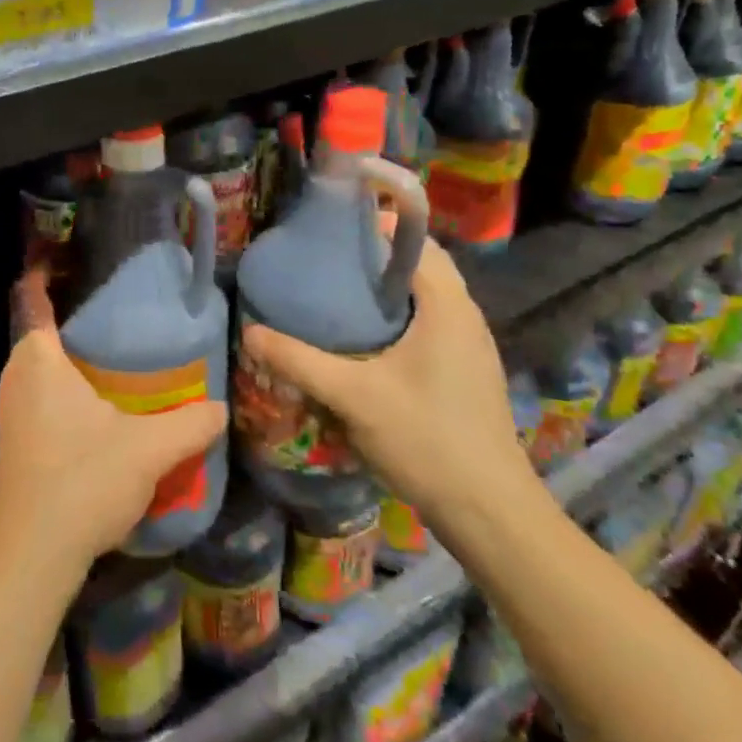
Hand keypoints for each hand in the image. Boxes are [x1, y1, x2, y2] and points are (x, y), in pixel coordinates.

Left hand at [0, 270, 227, 582]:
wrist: (31, 556)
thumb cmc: (83, 481)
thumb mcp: (148, 449)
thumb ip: (191, 423)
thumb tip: (221, 407)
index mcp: (38, 359)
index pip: (33, 296)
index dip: (47, 271)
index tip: (75, 258)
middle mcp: (16, 375)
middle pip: (42, 329)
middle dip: (77, 319)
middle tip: (124, 314)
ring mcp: (11, 409)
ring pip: (42, 366)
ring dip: (74, 359)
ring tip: (122, 357)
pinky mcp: (16, 439)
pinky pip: (41, 393)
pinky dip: (67, 388)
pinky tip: (103, 408)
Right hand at [241, 233, 534, 528]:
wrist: (491, 514)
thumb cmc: (427, 440)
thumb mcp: (353, 397)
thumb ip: (299, 361)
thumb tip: (250, 332)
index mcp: (447, 305)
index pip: (415, 240)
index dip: (374, 226)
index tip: (330, 230)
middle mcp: (465, 315)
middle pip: (420, 265)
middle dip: (375, 258)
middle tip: (326, 263)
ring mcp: (471, 345)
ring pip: (426, 296)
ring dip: (387, 288)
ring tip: (337, 294)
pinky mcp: (467, 371)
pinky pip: (430, 322)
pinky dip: (399, 316)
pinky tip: (365, 341)